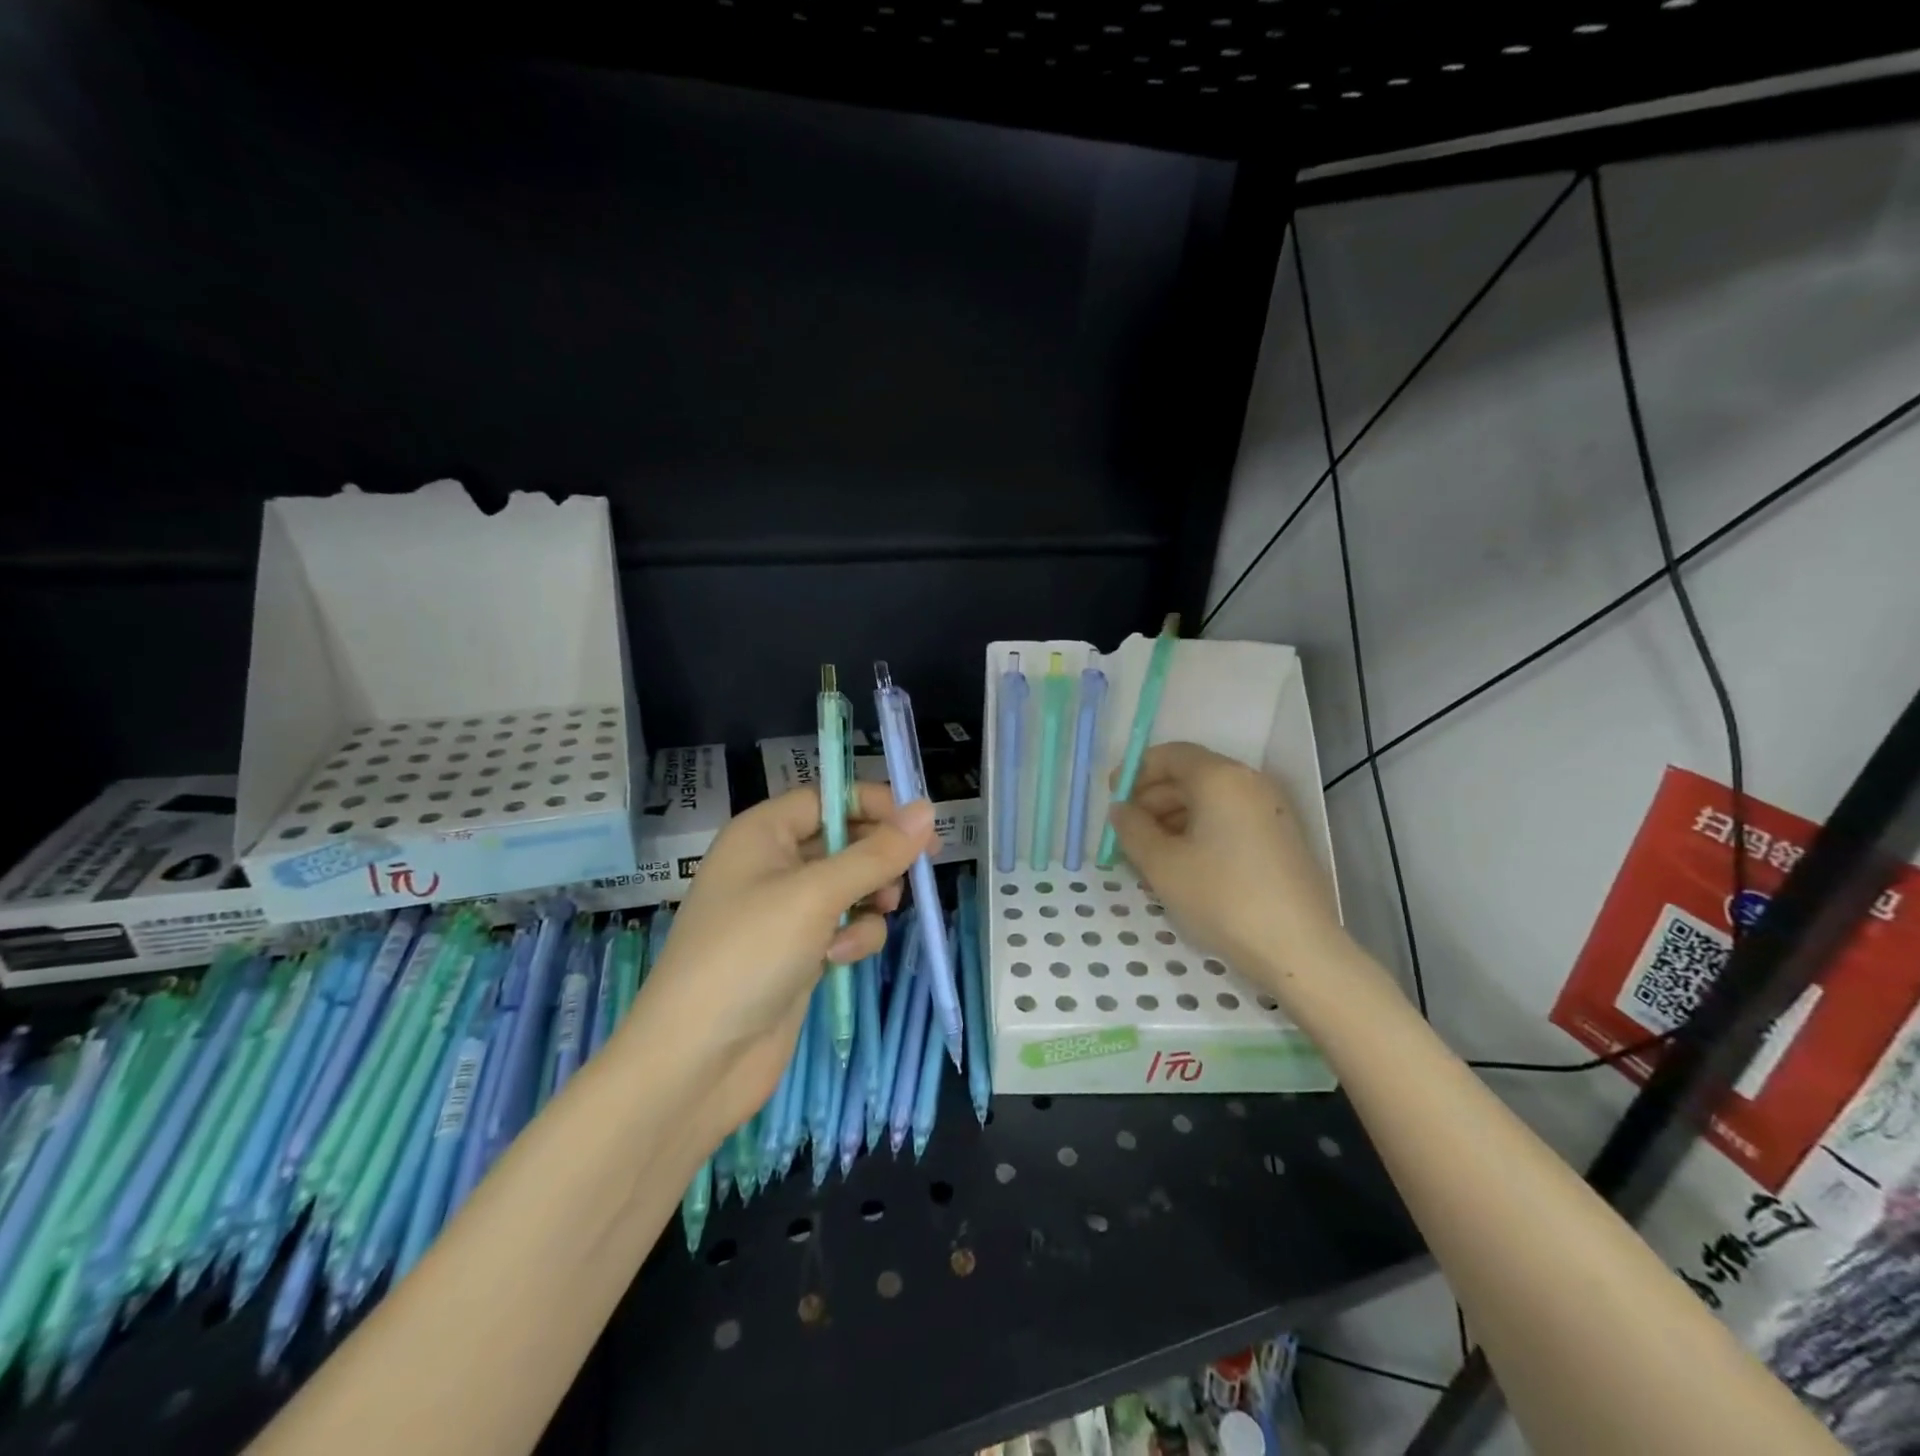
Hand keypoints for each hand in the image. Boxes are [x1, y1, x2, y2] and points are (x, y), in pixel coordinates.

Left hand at [624, 782, 937, 1144]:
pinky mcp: (799, 953)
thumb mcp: (816, 895)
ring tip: (879, 912)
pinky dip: (853, 937)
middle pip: (843, 840)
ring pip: (851, 885)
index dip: (873, 804)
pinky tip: (841, 958)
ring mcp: (785, 912)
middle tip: (918, 869)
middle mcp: (772, 865)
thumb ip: (876, 853)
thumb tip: (926, 809)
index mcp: (762, 834)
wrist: (697, 1061)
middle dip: (879, 856)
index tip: (919, 823)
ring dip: (871, 898)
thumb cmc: (749, 955)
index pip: (827, 797)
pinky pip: (843, 926)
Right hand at [1107, 742, 1345, 994]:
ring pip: (1210, 800)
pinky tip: (1183, 865)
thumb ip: (1132, 829)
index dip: (1137, 771)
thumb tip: (1121, 810)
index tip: (1113, 797)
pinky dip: (1201, 831)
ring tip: (1150, 855)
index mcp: (1220, 778)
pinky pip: (1230, 819)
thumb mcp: (1162, 864)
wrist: (1298, 949)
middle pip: (1191, 776)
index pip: (1171, 755)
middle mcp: (1250, 784)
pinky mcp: (1281, 838)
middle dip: (1153, 798)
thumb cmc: (1222, 898)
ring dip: (1174, 818)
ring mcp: (1271, 810)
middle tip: (1127, 831)